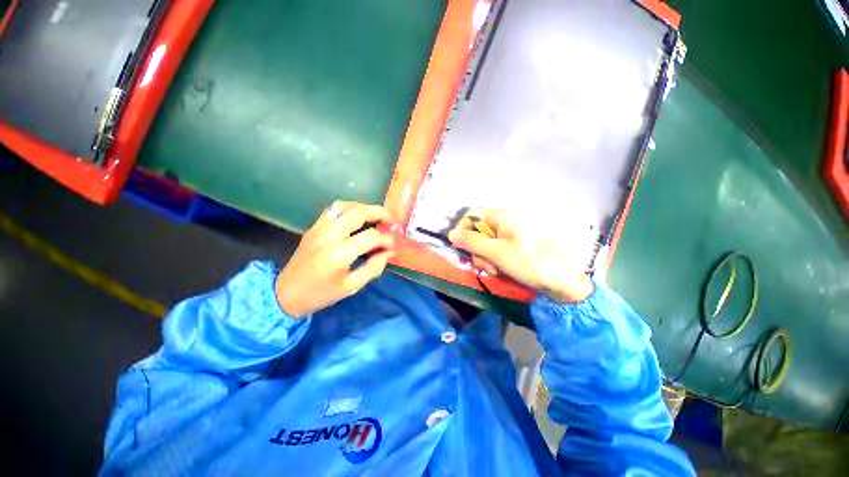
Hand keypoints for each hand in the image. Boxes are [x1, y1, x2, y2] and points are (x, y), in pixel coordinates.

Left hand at [276, 201, 394, 317]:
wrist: (286, 293)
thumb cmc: (321, 294)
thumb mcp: (351, 287)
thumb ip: (373, 268)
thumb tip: (388, 252)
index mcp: (340, 254)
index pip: (371, 237)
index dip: (386, 239)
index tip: (392, 246)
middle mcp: (330, 236)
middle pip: (359, 213)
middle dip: (379, 212)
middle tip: (391, 220)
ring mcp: (320, 228)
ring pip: (345, 206)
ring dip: (364, 208)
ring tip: (375, 216)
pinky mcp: (314, 227)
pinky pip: (333, 210)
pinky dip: (349, 209)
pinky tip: (356, 218)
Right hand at [448, 209, 594, 301]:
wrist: (563, 280)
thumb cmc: (529, 262)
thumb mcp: (496, 253)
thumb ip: (471, 242)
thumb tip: (451, 234)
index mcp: (502, 216)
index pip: (471, 216)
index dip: (461, 231)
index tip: (459, 249)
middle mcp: (506, 221)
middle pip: (478, 231)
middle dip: (477, 250)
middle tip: (484, 266)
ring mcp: (512, 233)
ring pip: (486, 243)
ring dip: (485, 258)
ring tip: (495, 271)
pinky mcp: (516, 245)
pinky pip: (497, 249)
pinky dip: (495, 260)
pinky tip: (502, 270)